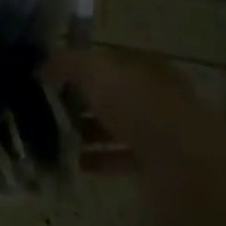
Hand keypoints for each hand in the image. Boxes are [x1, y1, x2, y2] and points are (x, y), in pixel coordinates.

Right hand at [44, 46, 225, 184]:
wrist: (186, 166)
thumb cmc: (140, 108)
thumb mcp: (97, 72)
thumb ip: (68, 63)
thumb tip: (41, 65)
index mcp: (143, 66)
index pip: (104, 59)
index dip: (74, 65)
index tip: (43, 77)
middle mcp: (152, 94)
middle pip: (108, 94)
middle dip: (76, 100)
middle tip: (40, 110)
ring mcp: (156, 130)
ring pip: (112, 126)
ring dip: (83, 132)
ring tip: (49, 139)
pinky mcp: (155, 164)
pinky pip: (118, 157)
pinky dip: (96, 159)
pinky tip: (72, 164)